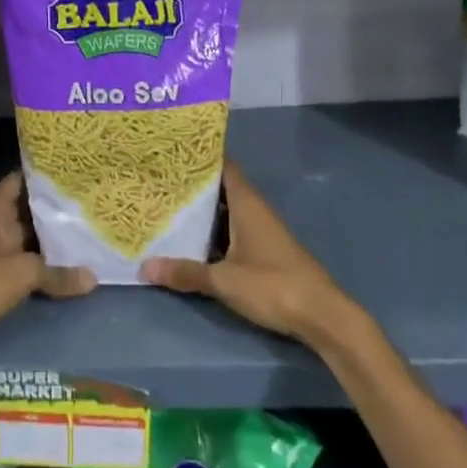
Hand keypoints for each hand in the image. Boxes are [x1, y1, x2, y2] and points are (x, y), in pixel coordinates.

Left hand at [0, 172, 94, 365]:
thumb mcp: (24, 273)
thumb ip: (59, 273)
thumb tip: (93, 278)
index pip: (23, 179)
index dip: (47, 177)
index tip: (77, 176)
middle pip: (26, 207)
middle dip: (53, 209)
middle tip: (88, 204)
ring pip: (24, 234)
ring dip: (47, 237)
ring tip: (85, 230)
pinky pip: (19, 256)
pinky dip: (38, 258)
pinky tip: (65, 261)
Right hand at [139, 161, 359, 346]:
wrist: (321, 315)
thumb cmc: (272, 285)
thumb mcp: (223, 280)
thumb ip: (185, 272)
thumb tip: (145, 266)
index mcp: (247, 204)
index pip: (224, 167)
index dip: (202, 158)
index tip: (174, 152)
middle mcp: (255, 210)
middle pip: (223, 188)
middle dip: (195, 185)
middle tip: (160, 180)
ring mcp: (262, 231)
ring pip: (228, 211)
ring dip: (204, 211)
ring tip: (168, 207)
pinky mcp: (266, 251)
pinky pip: (234, 230)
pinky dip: (214, 231)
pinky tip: (193, 240)